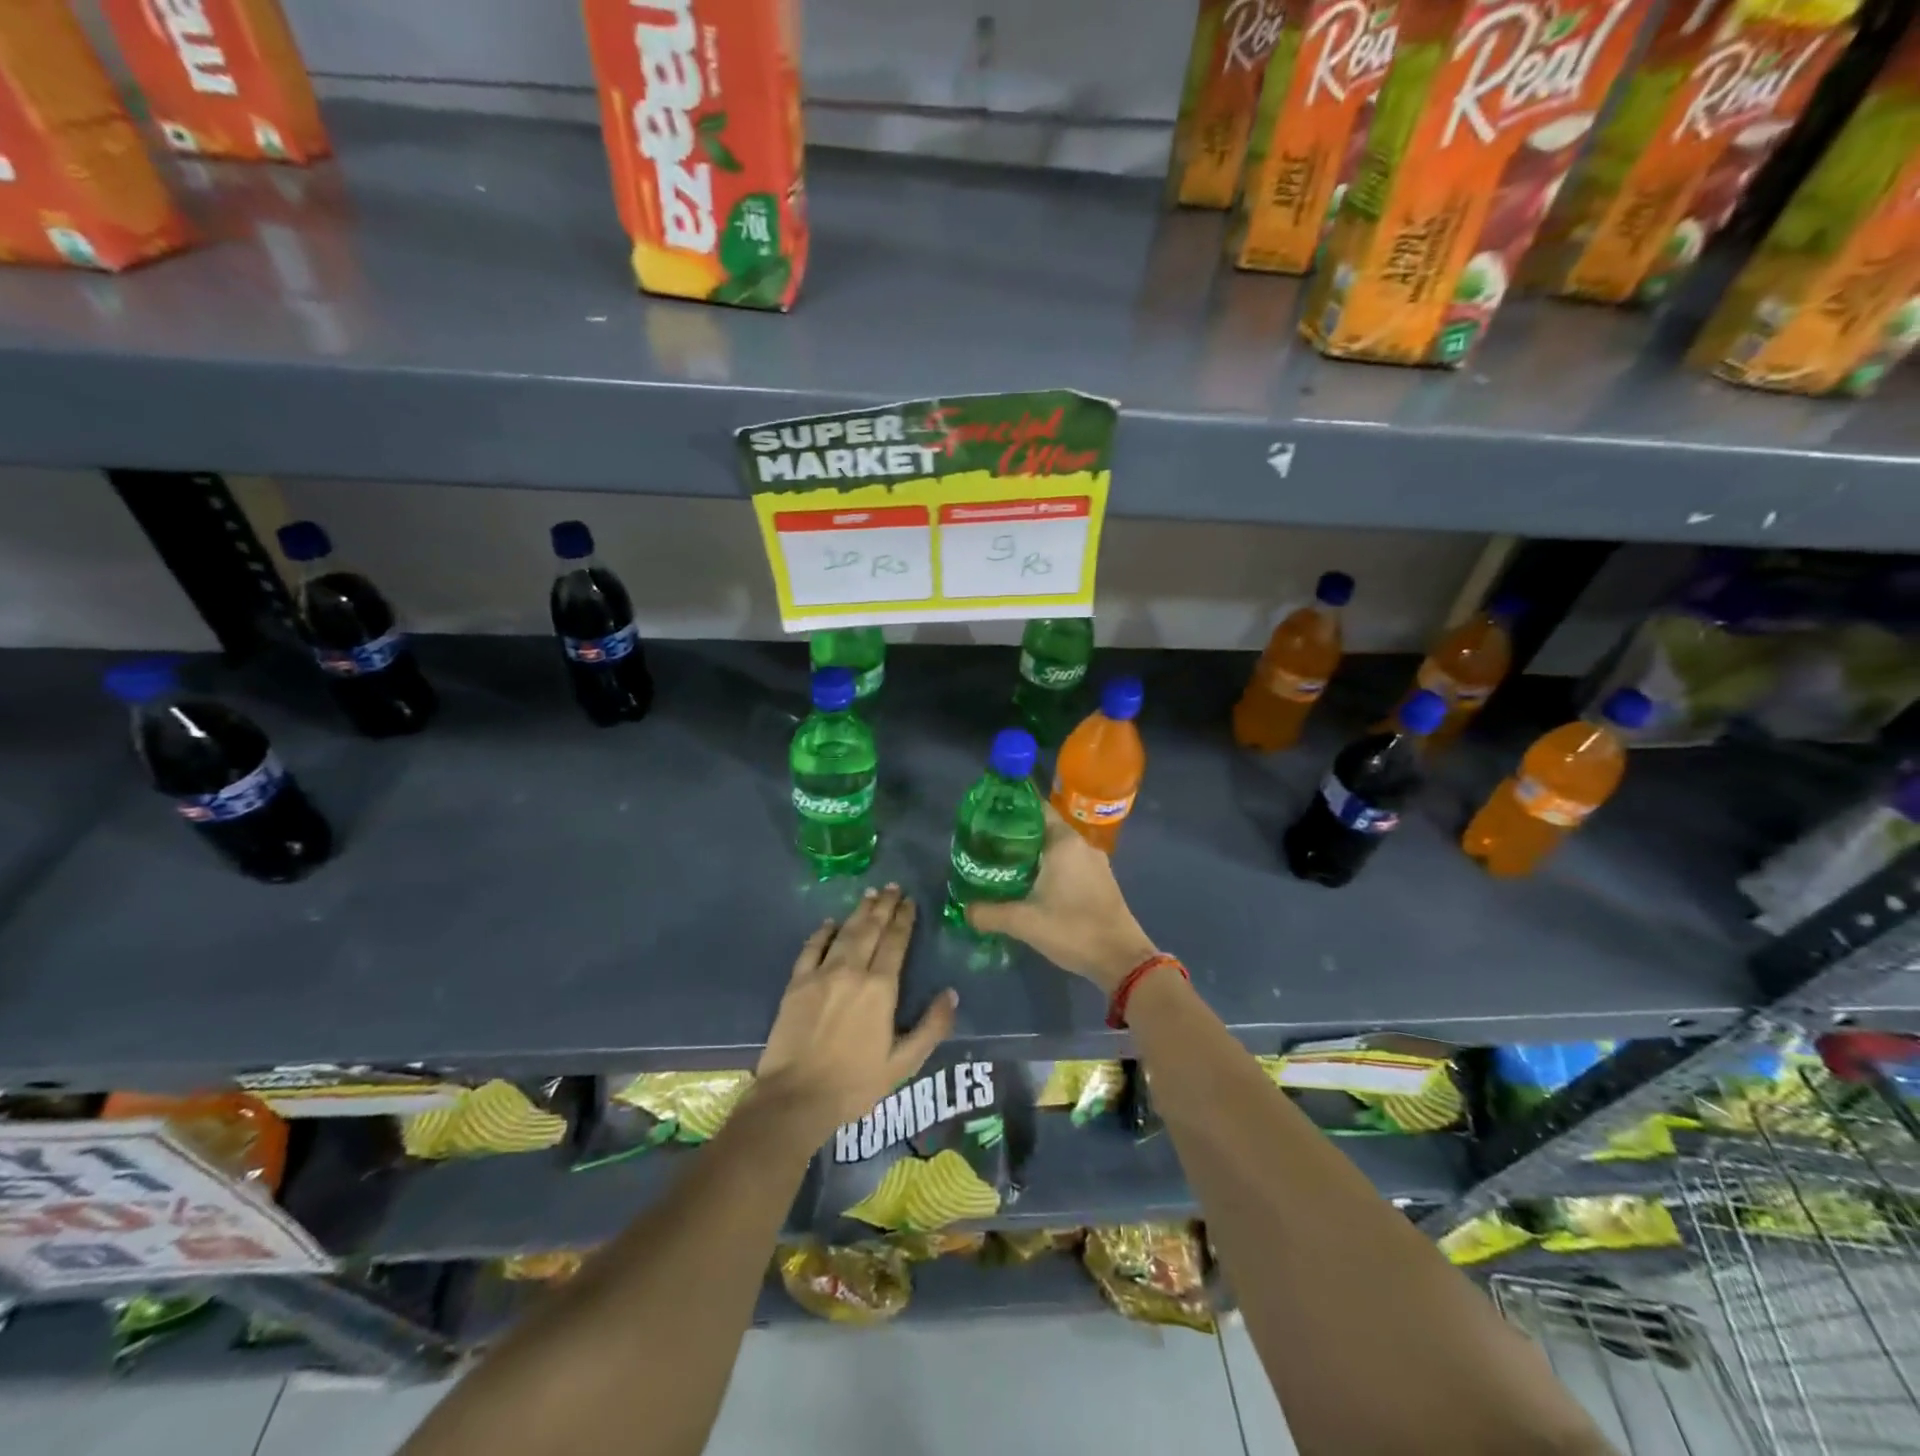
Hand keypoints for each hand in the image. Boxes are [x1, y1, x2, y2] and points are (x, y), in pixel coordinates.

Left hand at [755, 885, 957, 1138]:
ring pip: (844, 932)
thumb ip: (931, 1027)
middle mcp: (852, 971)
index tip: (910, 902)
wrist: (796, 1098)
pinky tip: (829, 922)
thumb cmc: (855, 1084)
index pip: (896, 942)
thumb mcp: (903, 1063)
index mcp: (881, 988)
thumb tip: (952, 994)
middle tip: (893, 887)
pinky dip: (822, 932)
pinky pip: (811, 948)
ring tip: (870, 894)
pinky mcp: (796, 983)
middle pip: (871, 929)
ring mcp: (821, 974)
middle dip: (884, 906)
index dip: (904, 919)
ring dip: (859, 911)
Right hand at [966, 804, 1158, 993]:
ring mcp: (1095, 863)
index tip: (988, 819)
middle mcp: (1081, 845)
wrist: (1121, 959)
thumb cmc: (1072, 929)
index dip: (1011, 811)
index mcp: (1064, 842)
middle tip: (989, 846)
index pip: (1035, 809)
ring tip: (1006, 866)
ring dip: (1034, 854)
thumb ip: (989, 913)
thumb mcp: (1024, 922)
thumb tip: (965, 910)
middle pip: (1044, 828)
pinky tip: (1033, 885)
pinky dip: (1051, 867)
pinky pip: (1070, 863)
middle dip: (1017, 836)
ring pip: (1058, 848)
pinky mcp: (1101, 880)